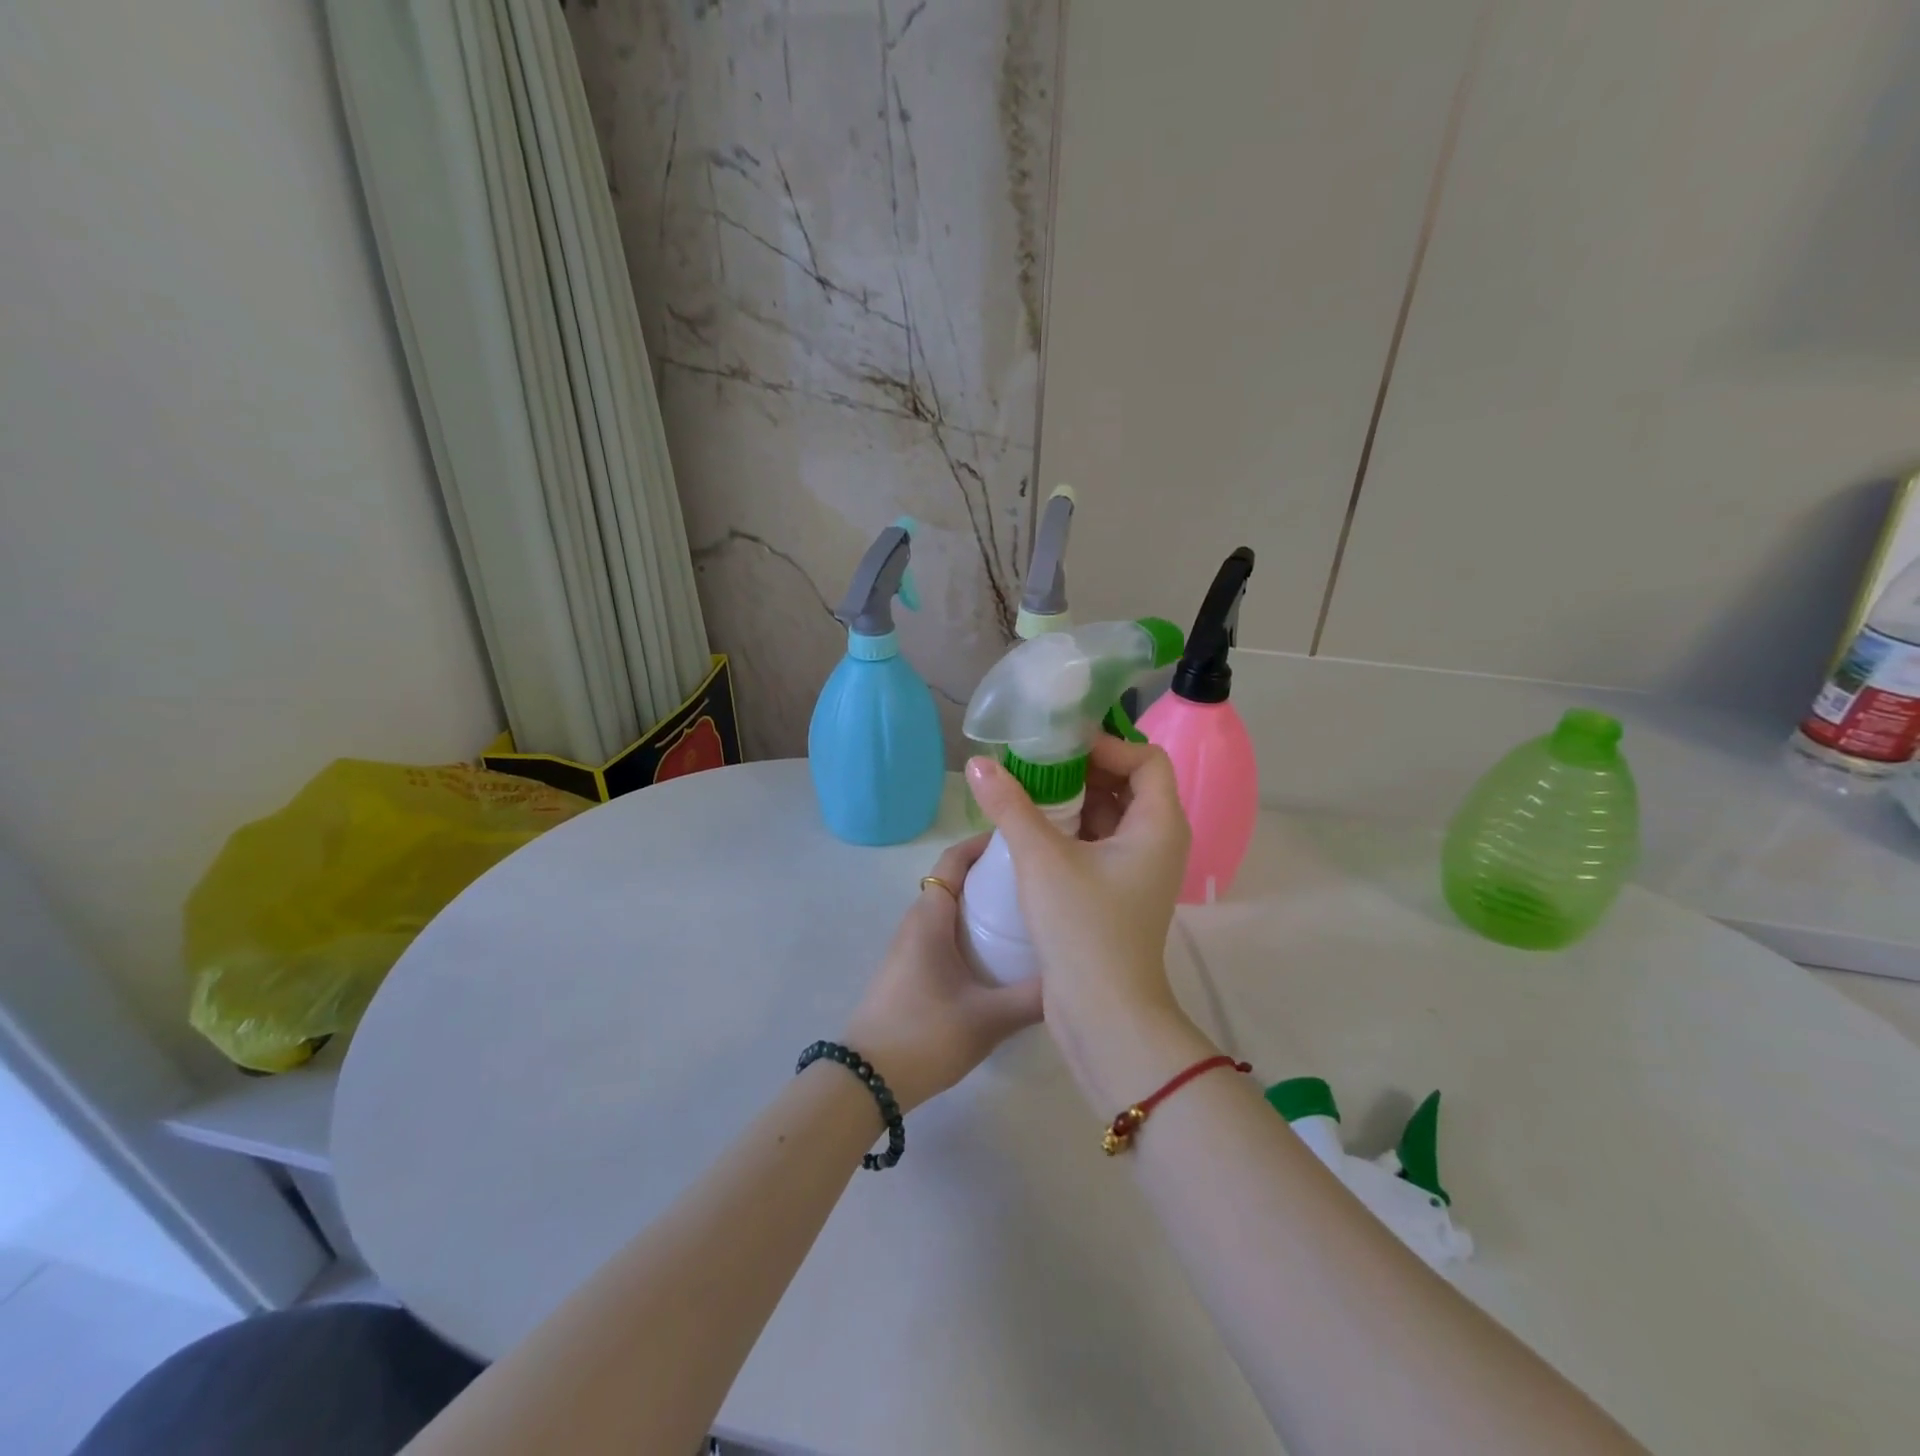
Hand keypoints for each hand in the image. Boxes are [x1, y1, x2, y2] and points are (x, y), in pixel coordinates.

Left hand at [841, 835, 1042, 1111]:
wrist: (866, 1080)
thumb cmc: (925, 1034)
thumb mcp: (989, 1018)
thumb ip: (1034, 997)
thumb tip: (1074, 976)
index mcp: (930, 916)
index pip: (955, 858)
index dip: (984, 842)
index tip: (1023, 839)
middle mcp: (918, 921)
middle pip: (956, 880)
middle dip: (994, 873)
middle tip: (1039, 878)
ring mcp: (911, 947)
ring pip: (951, 909)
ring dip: (984, 904)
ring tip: (1029, 913)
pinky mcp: (911, 970)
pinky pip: (946, 933)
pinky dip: (973, 930)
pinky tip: (1002, 955)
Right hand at [964, 736, 1190, 1048]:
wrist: (1103, 1012)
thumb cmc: (1082, 926)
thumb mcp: (1041, 858)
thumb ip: (1009, 805)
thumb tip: (978, 763)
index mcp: (1158, 824)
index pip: (1145, 759)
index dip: (1106, 745)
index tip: (1059, 747)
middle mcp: (1157, 841)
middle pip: (1128, 784)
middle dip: (1082, 769)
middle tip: (1034, 764)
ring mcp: (1138, 869)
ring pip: (1109, 815)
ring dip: (1072, 800)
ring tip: (1026, 791)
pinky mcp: (1118, 891)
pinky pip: (1098, 843)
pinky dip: (1070, 829)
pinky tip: (1030, 829)